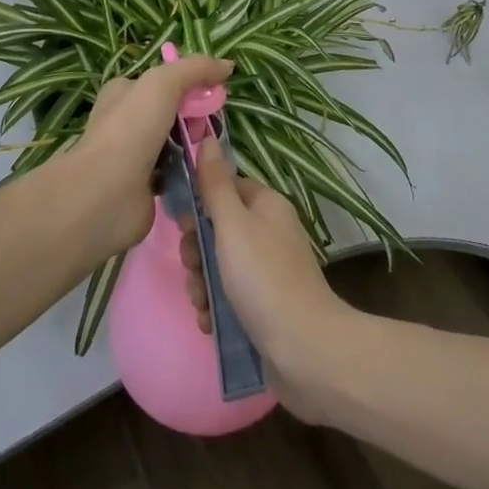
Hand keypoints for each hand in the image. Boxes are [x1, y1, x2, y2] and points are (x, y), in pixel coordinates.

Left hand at [74, 54, 233, 252]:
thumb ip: (196, 69)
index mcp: (124, 92)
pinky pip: (177, 173)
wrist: (106, 194)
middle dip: (195, 118)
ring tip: (208, 154)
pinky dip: (190, 174)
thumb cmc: (131, 129)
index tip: (213, 95)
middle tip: (206, 129)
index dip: (191, 85)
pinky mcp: (145, 187)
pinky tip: (202, 176)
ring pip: (177, 144)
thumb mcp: (163, 84)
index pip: (164, 82)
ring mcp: (135, 156)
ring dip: (195, 147)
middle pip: (174, 113)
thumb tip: (227, 65)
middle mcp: (127, 122)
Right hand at [179, 136, 351, 415]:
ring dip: (202, 283)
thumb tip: (207, 137)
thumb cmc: (264, 278)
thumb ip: (214, 184)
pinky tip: (210, 322)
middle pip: (218, 230)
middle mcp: (269, 233)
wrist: (306, 351)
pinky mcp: (266, 307)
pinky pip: (230, 298)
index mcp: (266, 206)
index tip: (182, 226)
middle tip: (192, 269)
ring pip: (220, 266)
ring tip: (201, 304)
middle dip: (197, 251)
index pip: (225, 189)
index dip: (200, 204)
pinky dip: (216, 308)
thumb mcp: (232, 224)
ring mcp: (268, 272)